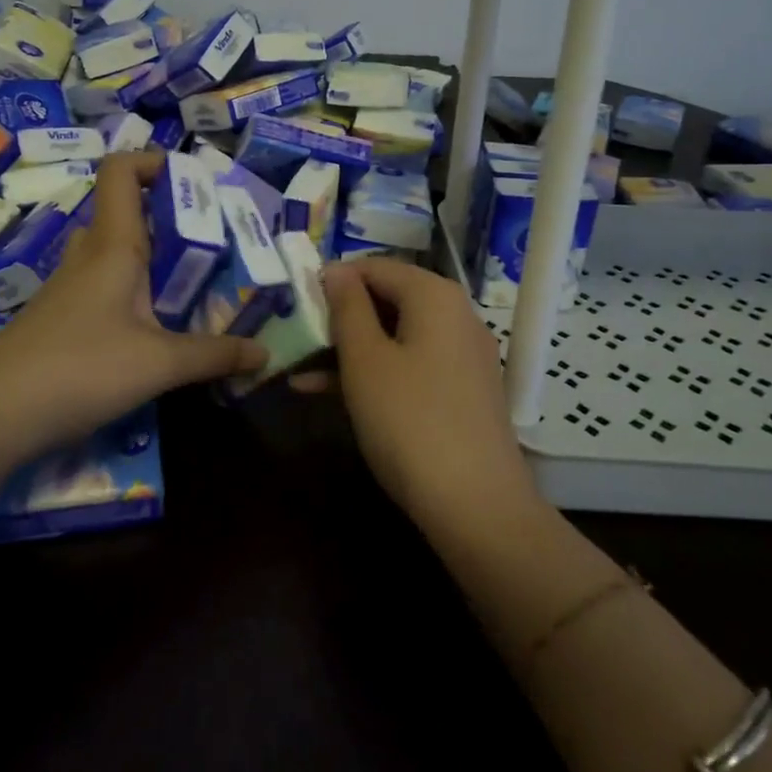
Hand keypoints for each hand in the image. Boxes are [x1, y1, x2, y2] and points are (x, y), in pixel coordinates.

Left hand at [0, 151, 264, 477]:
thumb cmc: (78, 369)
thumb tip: (265, 353)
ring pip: (120, 255)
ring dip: (157, 262)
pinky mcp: (63, 321)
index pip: (122, 171)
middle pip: (129, 213)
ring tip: (200, 286)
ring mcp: (71, 289)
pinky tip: (161, 330)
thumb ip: (214, 355)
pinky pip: (109, 290)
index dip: (155, 162)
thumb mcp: (158, 364)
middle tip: (217, 244)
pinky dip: (138, 296)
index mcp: (113, 245)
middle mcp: (90, 257)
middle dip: (174, 220)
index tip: (197, 185)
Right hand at [317, 259, 536, 528]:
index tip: (295, 303)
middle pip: (388, 300)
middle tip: (296, 337)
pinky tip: (327, 394)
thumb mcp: (365, 360)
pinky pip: (410, 365)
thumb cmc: (409, 420)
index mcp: (434, 296)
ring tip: (298, 367)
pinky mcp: (461, 392)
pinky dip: (374, 373)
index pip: (375, 267)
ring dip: (348, 350)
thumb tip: (336, 269)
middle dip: (339, 318)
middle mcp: (455, 316)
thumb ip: (347, 308)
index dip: (333, 280)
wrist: (476, 504)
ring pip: (395, 337)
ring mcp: (462, 356)